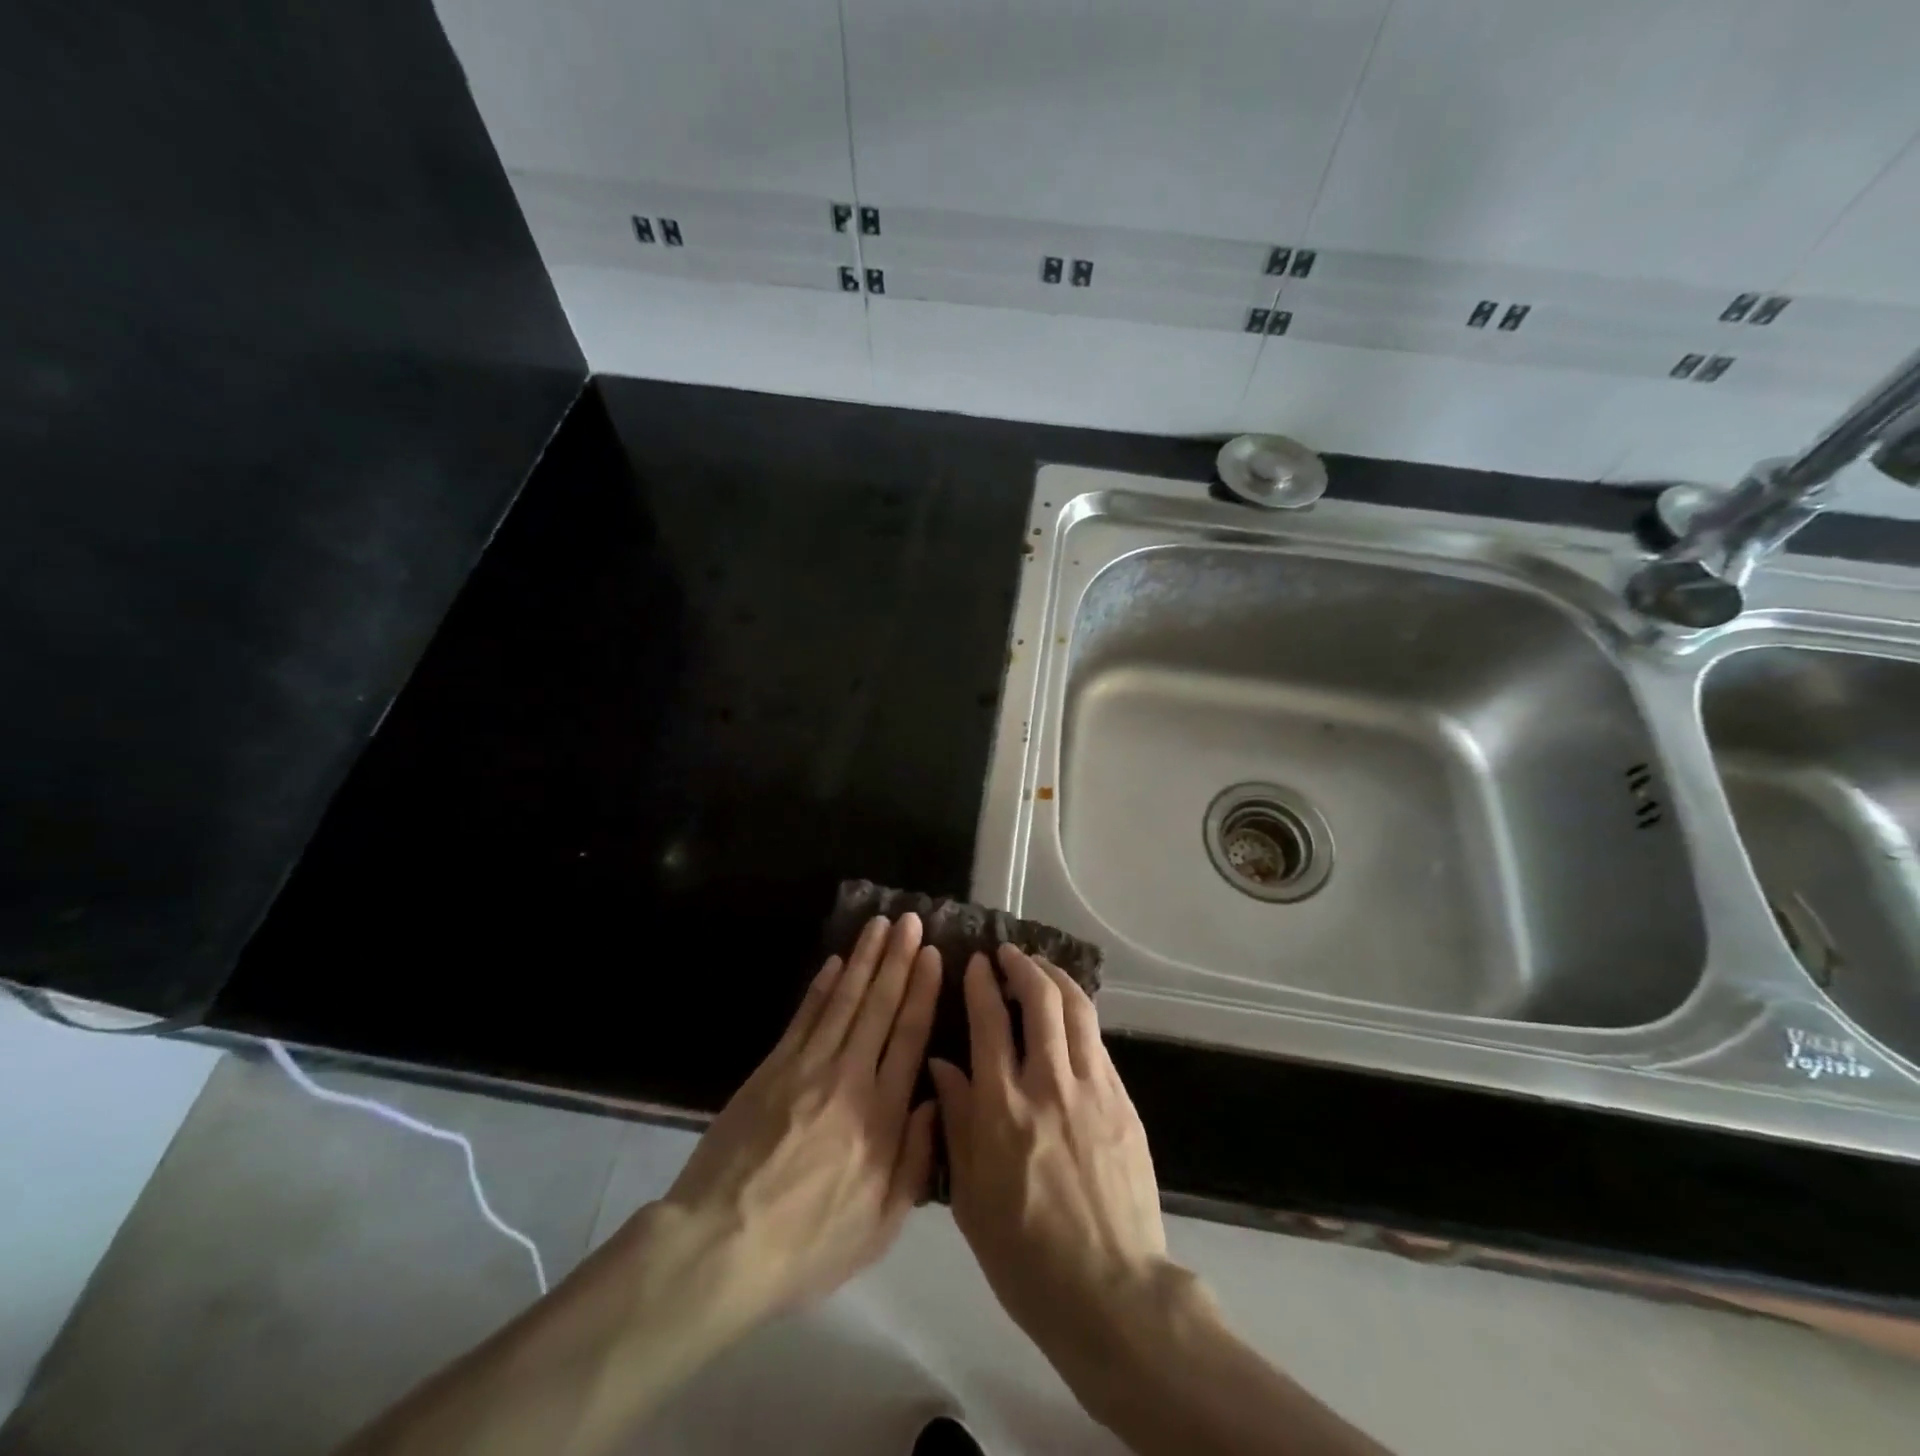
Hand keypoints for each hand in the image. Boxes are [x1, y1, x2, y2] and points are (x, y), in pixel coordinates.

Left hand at [654, 913, 941, 1324]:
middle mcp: (848, 1078)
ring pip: (843, 1000)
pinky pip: (804, 1017)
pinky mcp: (771, 1068)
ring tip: (880, 925)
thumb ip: (916, 1159)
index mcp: (881, 1116)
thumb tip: (937, 1099)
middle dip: (898, 959)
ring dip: (864, 959)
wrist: (720, 1245)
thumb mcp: (880, 1223)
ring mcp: (806, 1068)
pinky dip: (821, 986)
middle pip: (878, 1006)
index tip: (933, 954)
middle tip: (911, 921)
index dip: (922, 991)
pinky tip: (834, 963)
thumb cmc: (808, 1244)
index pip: (908, 1037)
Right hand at [927, 945, 1170, 1378]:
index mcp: (1002, 1109)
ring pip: (1077, 1010)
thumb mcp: (971, 1197)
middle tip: (1010, 954)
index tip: (976, 963)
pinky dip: (1080, 1017)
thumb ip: (956, 1123)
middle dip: (1023, 965)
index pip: (989, 1022)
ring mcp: (1092, 1090)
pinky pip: (1098, 1043)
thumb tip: (941, 1065)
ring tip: (1042, 968)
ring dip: (1057, 979)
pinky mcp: (1123, 1103)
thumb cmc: (1025, 1256)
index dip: (981, 983)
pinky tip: (1071, 1019)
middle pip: (1041, 1000)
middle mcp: (1048, 1085)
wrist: (1111, 1293)